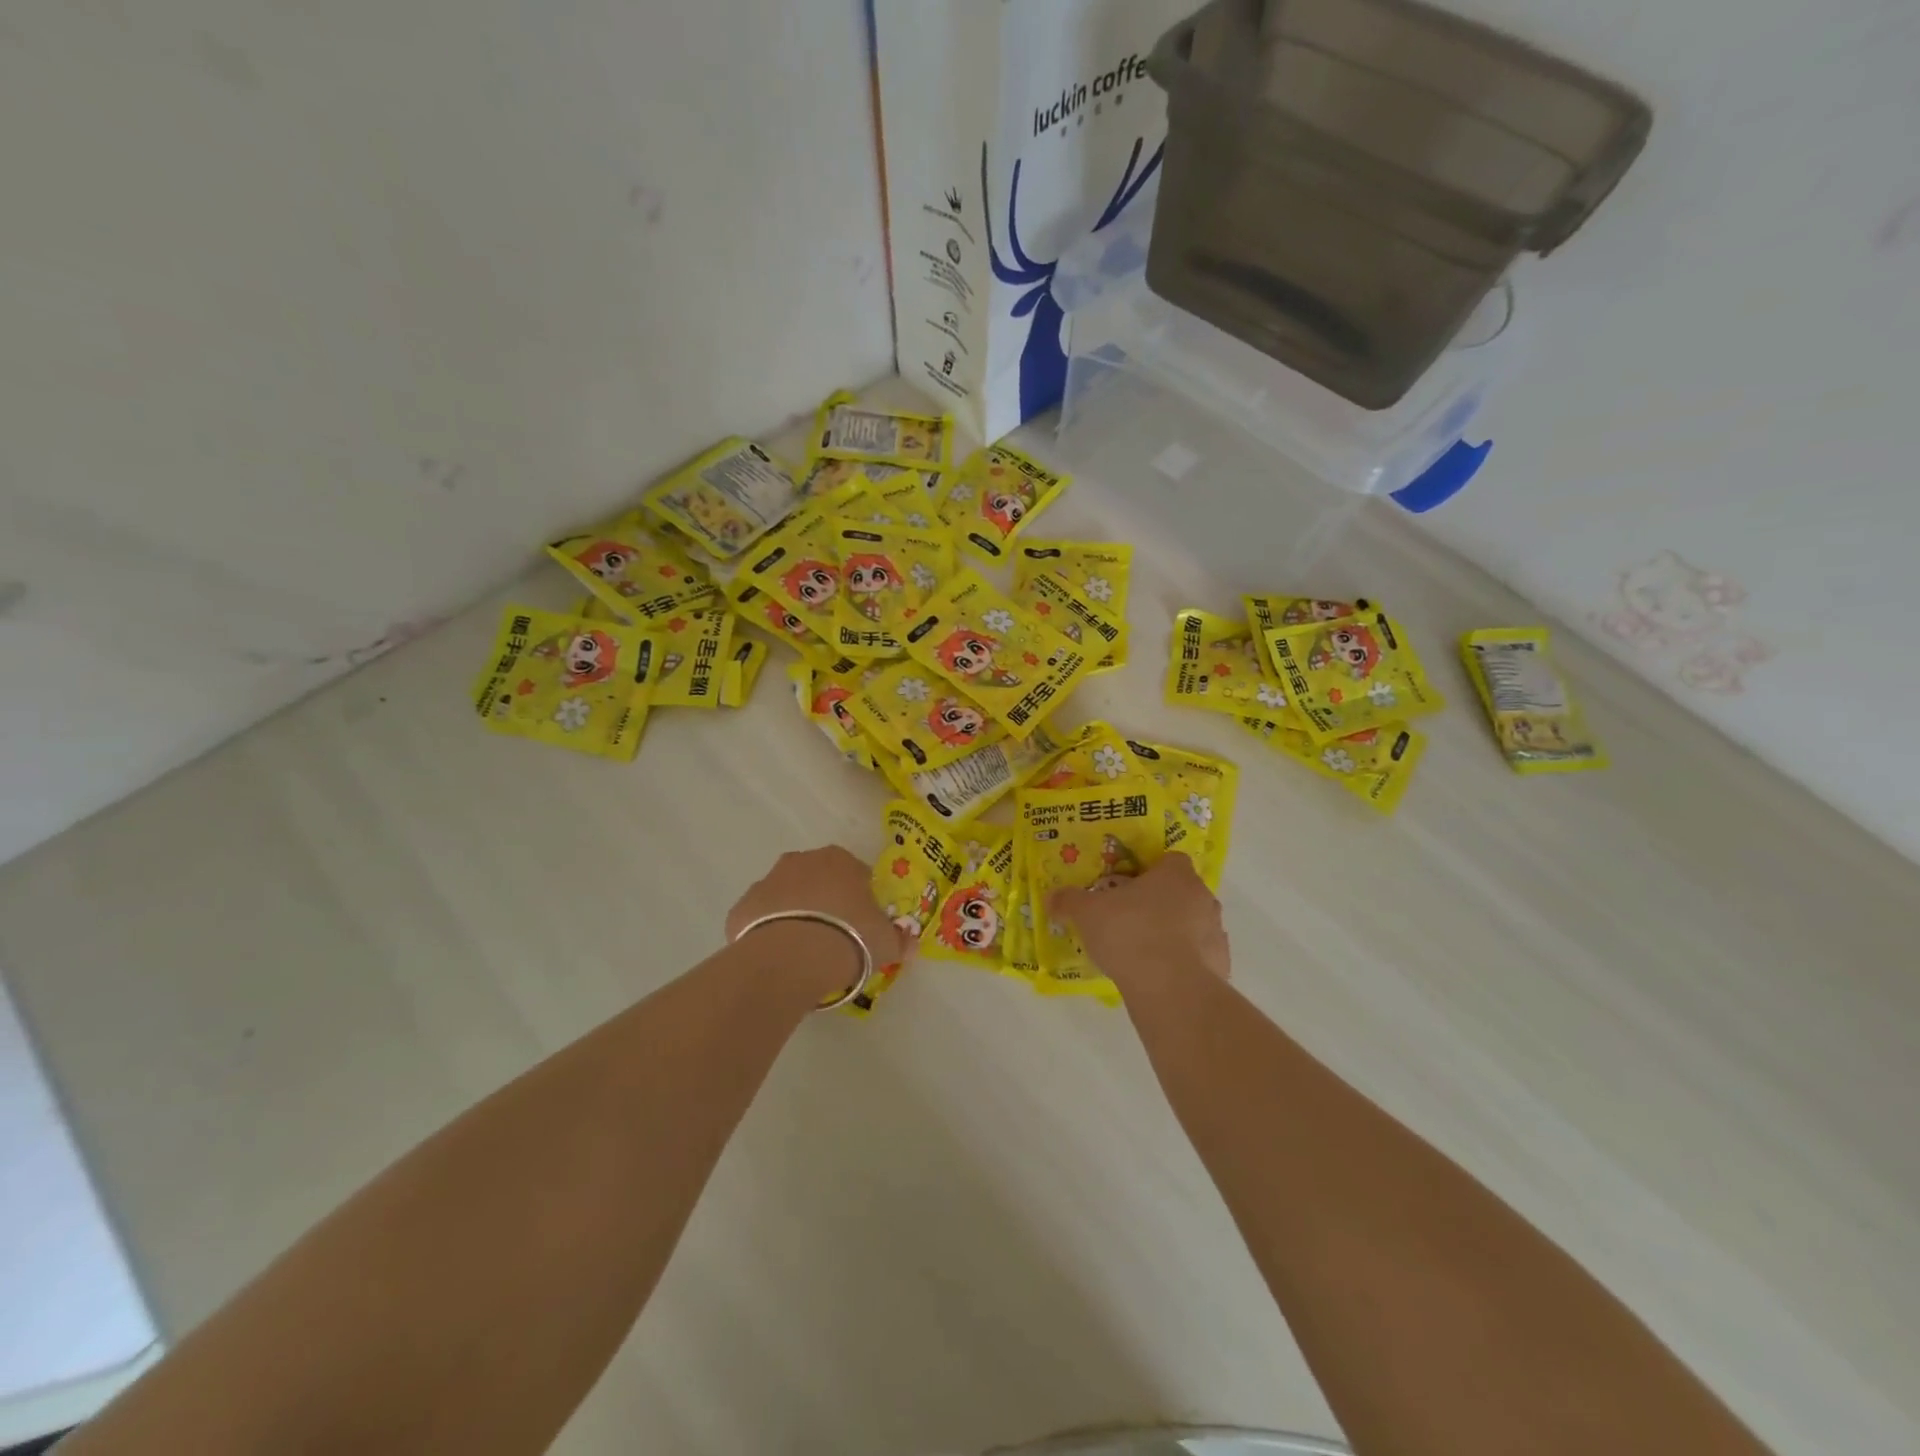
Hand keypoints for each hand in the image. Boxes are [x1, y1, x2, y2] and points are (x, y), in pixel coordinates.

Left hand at [727, 846, 907, 999]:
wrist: (791, 957)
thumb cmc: (849, 938)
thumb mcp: (886, 943)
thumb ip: (899, 940)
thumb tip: (909, 944)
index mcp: (840, 860)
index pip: (856, 873)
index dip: (861, 900)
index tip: (863, 925)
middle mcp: (801, 861)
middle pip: (817, 880)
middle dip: (825, 902)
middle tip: (834, 937)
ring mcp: (767, 881)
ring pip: (785, 897)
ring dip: (794, 915)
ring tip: (804, 952)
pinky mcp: (741, 907)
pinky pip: (759, 919)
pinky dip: (767, 933)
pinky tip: (777, 959)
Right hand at [1051, 851, 1229, 993]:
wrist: (1170, 988)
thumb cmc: (1129, 933)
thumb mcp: (1087, 913)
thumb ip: (1070, 901)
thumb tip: (1051, 897)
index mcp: (1175, 874)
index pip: (1169, 860)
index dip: (1149, 871)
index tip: (1129, 886)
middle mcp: (1202, 896)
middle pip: (1182, 892)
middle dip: (1160, 902)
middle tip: (1130, 919)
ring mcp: (1216, 931)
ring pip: (1193, 924)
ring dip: (1175, 932)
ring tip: (1143, 951)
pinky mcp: (1221, 964)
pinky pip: (1200, 956)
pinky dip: (1184, 962)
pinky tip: (1160, 975)